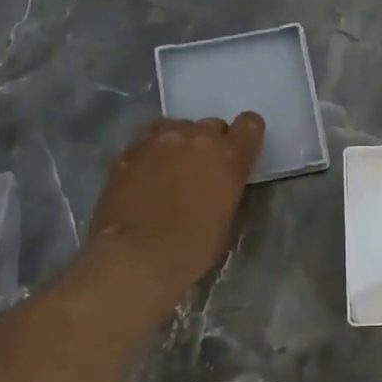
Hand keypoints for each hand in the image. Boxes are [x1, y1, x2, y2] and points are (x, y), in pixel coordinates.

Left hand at [83, 114, 265, 300]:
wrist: (135, 256)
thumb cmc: (191, 249)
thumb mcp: (227, 221)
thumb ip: (228, 189)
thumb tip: (220, 184)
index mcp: (229, 156)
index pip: (250, 124)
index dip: (246, 137)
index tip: (240, 153)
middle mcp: (197, 138)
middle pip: (212, 125)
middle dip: (210, 144)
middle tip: (201, 171)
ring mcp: (160, 139)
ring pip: (178, 127)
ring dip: (180, 143)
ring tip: (170, 169)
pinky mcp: (130, 149)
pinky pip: (149, 139)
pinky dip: (153, 151)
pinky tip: (146, 174)